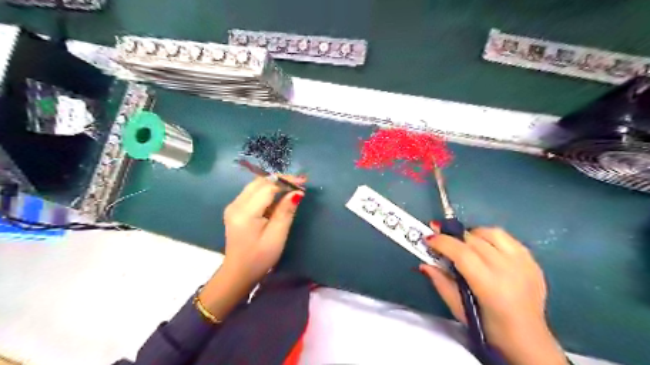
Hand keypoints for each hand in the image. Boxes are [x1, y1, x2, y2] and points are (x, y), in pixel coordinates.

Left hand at [197, 175, 306, 319]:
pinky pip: (252, 192)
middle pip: (260, 182)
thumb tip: (297, 192)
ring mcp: (233, 205)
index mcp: (245, 212)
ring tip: (292, 188)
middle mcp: (236, 204)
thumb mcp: (277, 236)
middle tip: (300, 183)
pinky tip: (279, 196)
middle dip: (280, 180)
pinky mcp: (235, 209)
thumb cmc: (260, 258)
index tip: (303, 183)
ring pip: (256, 185)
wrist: (238, 273)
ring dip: (274, 184)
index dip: (286, 182)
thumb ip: (285, 211)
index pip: (267, 187)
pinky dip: (267, 190)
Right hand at [419, 225, 566, 364]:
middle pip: (474, 240)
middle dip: (453, 237)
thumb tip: (425, 263)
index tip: (428, 238)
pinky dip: (491, 238)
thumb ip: (441, 283)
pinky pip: (507, 238)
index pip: (462, 253)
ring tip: (464, 244)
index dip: (442, 242)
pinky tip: (485, 248)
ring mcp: (523, 263)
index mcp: (490, 286)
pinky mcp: (532, 261)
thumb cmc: (488, 328)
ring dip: (472, 234)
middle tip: (441, 241)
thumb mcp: (458, 309)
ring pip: (491, 233)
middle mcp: (508, 270)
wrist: (529, 339)